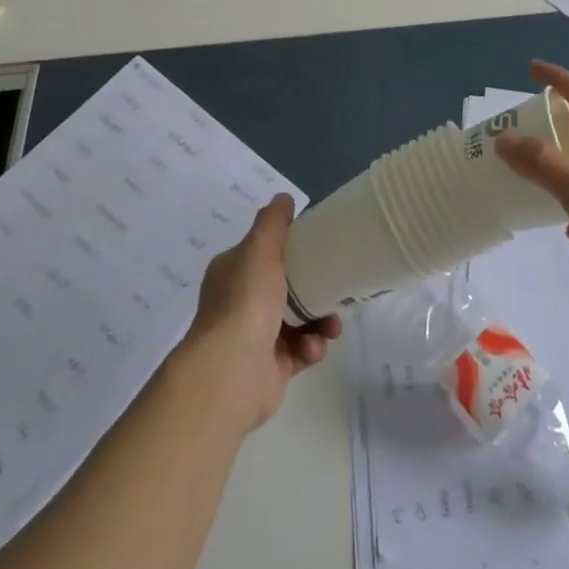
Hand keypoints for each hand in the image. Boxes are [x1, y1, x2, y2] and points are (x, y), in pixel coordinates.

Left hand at [181, 195, 341, 431]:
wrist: (233, 370)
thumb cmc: (246, 300)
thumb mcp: (260, 248)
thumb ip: (273, 222)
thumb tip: (283, 198)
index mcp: (232, 272)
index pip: (263, 254)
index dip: (289, 250)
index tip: (317, 249)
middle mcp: (240, 303)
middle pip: (285, 289)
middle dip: (314, 289)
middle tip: (335, 290)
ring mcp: (254, 338)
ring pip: (298, 322)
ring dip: (320, 322)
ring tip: (331, 327)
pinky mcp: (271, 368)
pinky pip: (300, 352)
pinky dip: (311, 348)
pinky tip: (313, 348)